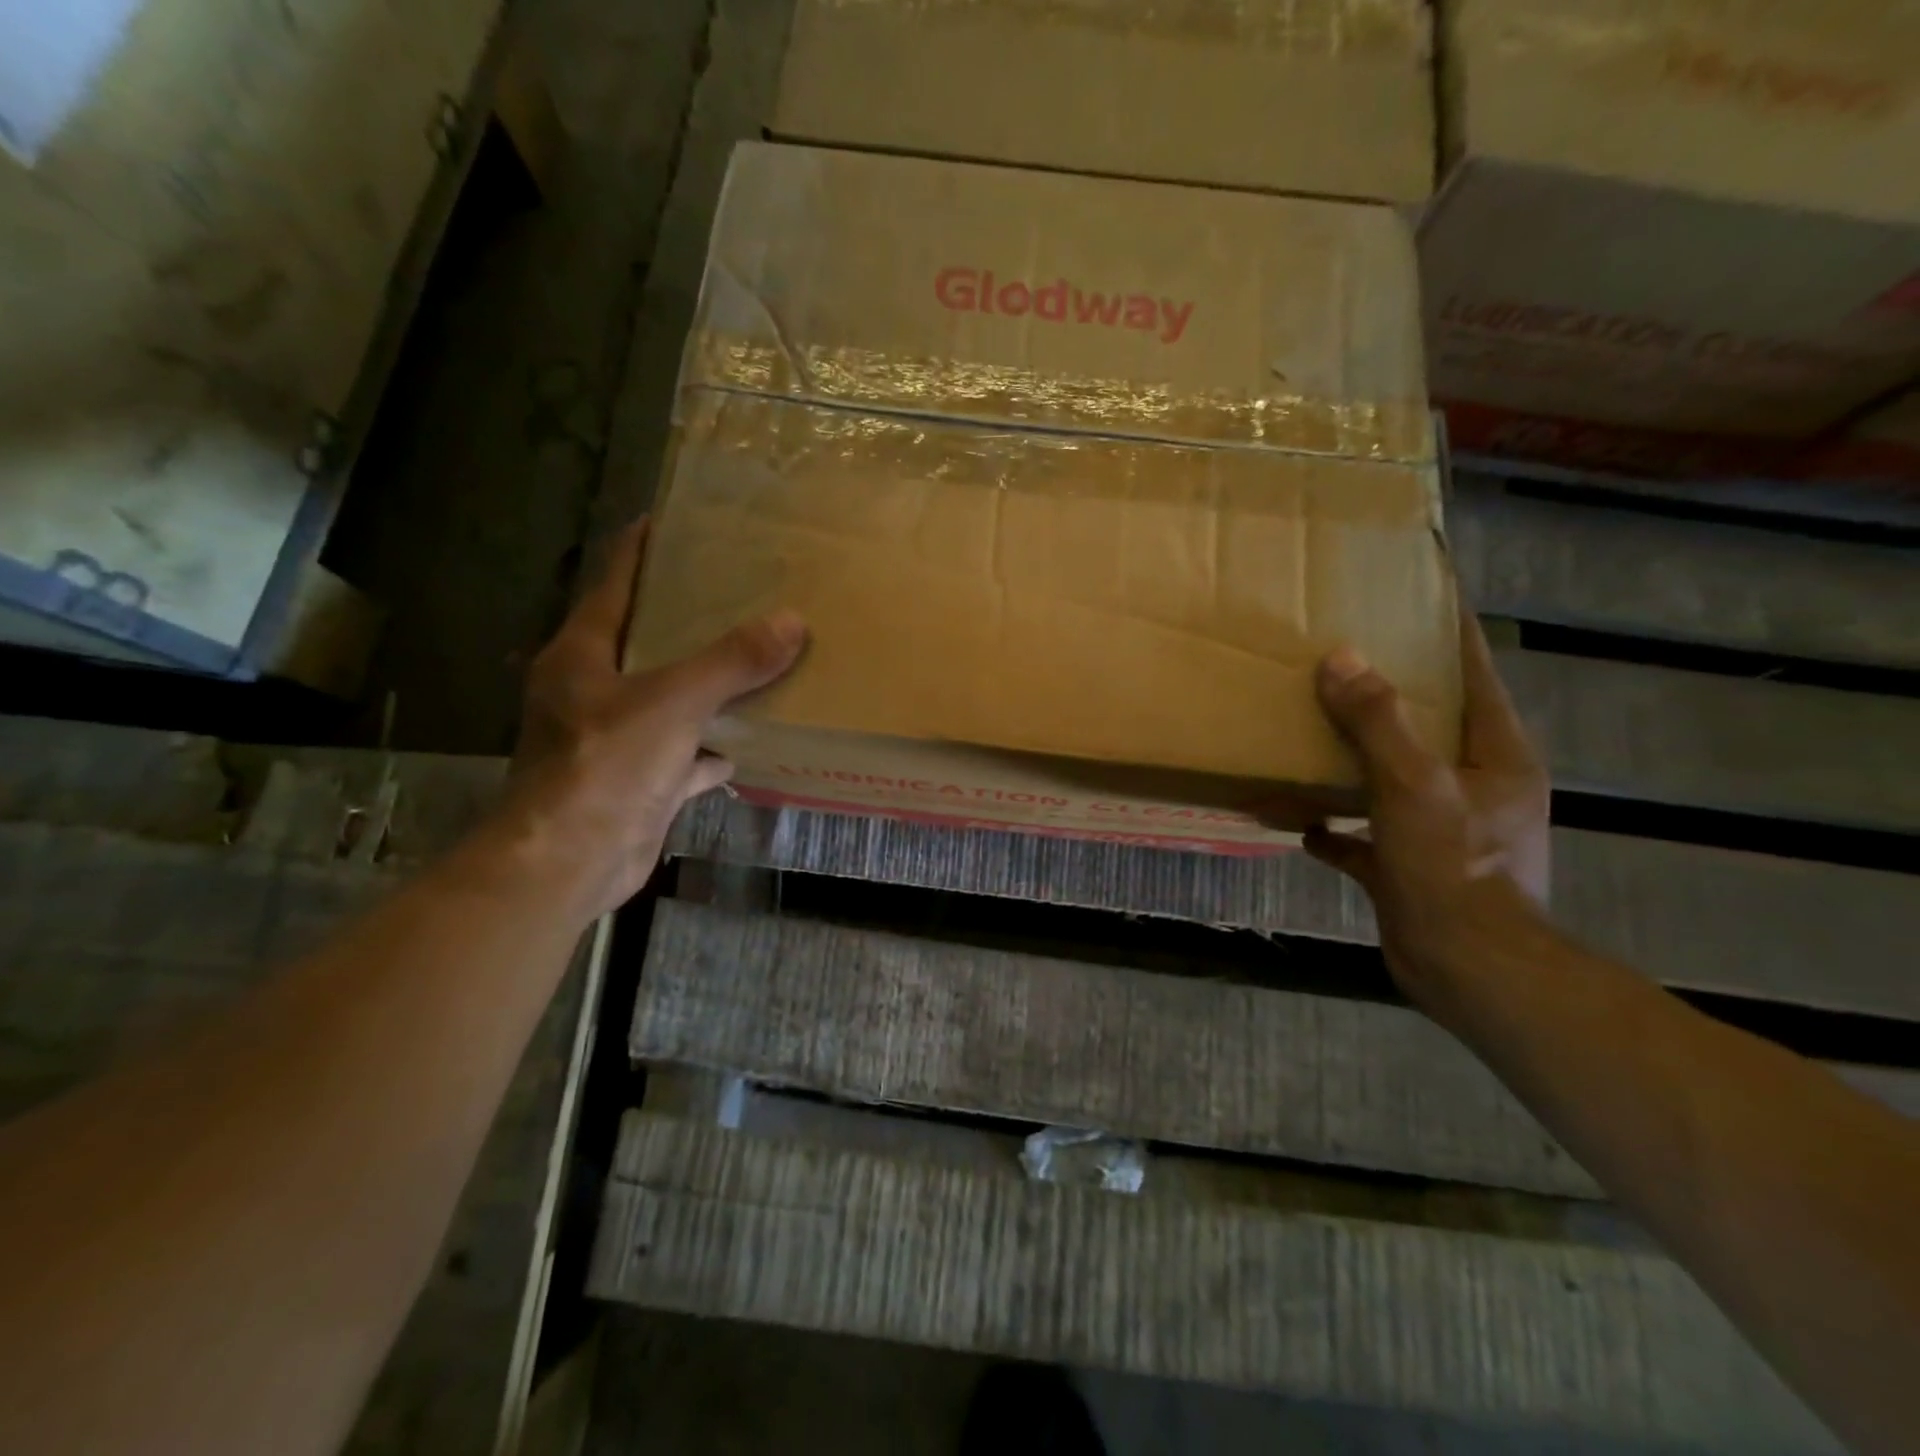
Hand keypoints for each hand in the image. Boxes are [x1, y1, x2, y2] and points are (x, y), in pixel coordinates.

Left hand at [489, 519, 805, 921]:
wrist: (570, 862)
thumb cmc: (605, 766)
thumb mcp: (672, 702)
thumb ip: (731, 661)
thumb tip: (792, 622)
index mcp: (584, 654)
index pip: (616, 584)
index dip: (643, 550)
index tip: (679, 523)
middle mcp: (594, 689)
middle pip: (648, 640)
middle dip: (692, 619)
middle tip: (743, 591)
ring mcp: (616, 738)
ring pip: (671, 697)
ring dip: (709, 684)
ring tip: (759, 657)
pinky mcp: (640, 779)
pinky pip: (686, 751)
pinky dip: (716, 746)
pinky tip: (753, 739)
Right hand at [1304, 607, 1550, 1013]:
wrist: (1466, 969)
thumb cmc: (1453, 867)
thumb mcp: (1413, 785)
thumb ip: (1378, 722)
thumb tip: (1340, 659)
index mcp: (1494, 755)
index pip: (1474, 673)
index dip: (1448, 633)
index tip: (1416, 595)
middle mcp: (1473, 785)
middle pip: (1427, 723)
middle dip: (1385, 692)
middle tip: (1338, 659)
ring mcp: (1441, 829)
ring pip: (1391, 776)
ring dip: (1352, 758)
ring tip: (1308, 730)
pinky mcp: (1408, 866)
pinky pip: (1364, 833)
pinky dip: (1333, 826)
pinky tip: (1295, 819)